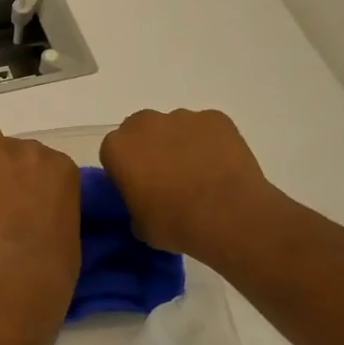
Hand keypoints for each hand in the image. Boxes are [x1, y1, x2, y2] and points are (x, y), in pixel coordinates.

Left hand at [0, 115, 80, 313]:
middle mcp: (36, 152)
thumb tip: (37, 207)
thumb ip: (54, 204)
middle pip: (14, 147)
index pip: (41, 161)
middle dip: (6, 169)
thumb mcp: (68, 228)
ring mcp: (2, 154)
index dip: (28, 182)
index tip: (22, 204)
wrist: (20, 275)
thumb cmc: (52, 266)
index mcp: (64, 169)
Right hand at [99, 108, 284, 260]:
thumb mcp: (140, 227)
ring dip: (181, 144)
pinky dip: (211, 142)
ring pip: (175, 127)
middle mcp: (144, 124)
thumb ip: (135, 206)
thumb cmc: (176, 224)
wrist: (229, 217)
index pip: (114, 153)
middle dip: (150, 148)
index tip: (140, 187)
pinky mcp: (215, 118)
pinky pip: (207, 128)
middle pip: (141, 130)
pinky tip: (222, 166)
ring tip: (200, 174)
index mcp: (117, 149)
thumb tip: (146, 203)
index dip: (127, 170)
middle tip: (167, 177)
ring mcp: (182, 117)